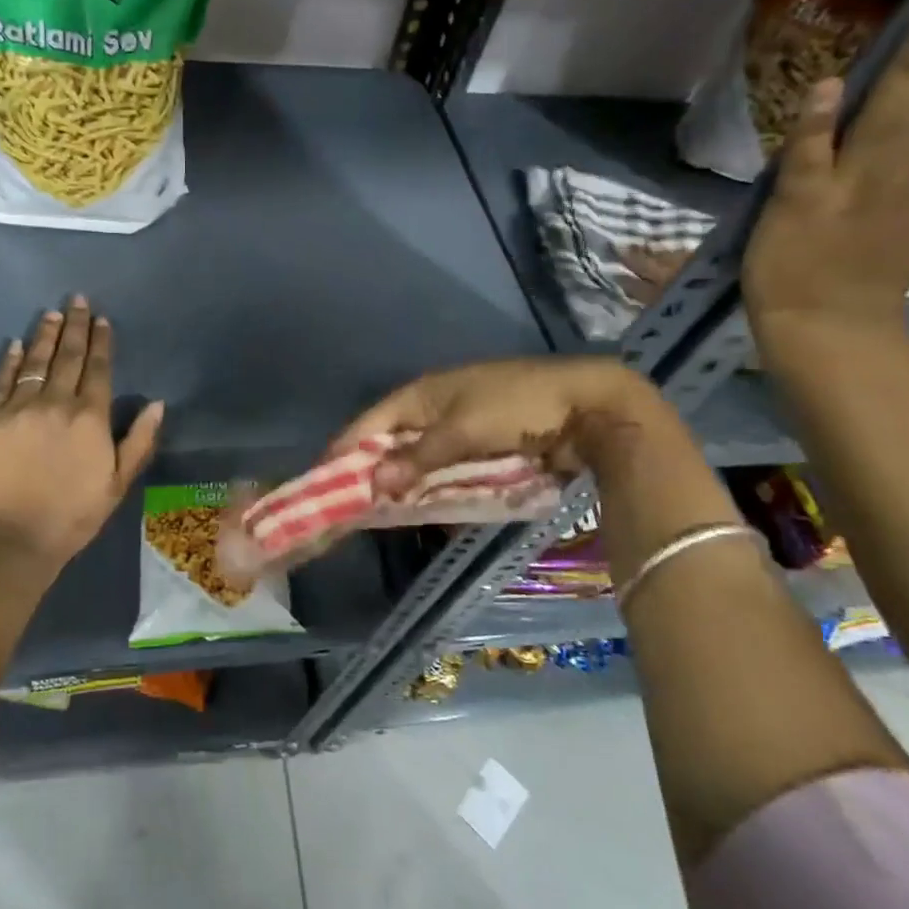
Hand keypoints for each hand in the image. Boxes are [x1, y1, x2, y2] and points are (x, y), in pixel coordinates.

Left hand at [0, 297, 161, 566]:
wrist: (14, 538)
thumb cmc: (74, 514)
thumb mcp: (118, 483)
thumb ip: (140, 440)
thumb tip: (157, 403)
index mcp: (91, 417)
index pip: (99, 369)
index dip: (101, 342)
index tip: (101, 320)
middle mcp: (56, 403)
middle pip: (68, 357)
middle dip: (75, 327)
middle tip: (77, 300)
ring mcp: (19, 409)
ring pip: (35, 363)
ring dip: (45, 335)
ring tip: (51, 313)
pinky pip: (1, 382)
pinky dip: (10, 361)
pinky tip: (15, 344)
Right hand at [332, 357, 663, 495]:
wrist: (588, 405)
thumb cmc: (518, 407)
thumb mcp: (463, 430)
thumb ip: (418, 459)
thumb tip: (374, 485)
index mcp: (422, 393)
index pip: (370, 423)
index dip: (345, 450)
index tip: (320, 480)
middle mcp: (434, 408)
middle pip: (389, 443)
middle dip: (370, 472)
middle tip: (347, 506)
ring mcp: (458, 428)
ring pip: (415, 460)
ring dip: (401, 484)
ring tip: (377, 515)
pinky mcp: (480, 448)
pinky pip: (444, 470)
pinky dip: (431, 488)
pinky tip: (421, 509)